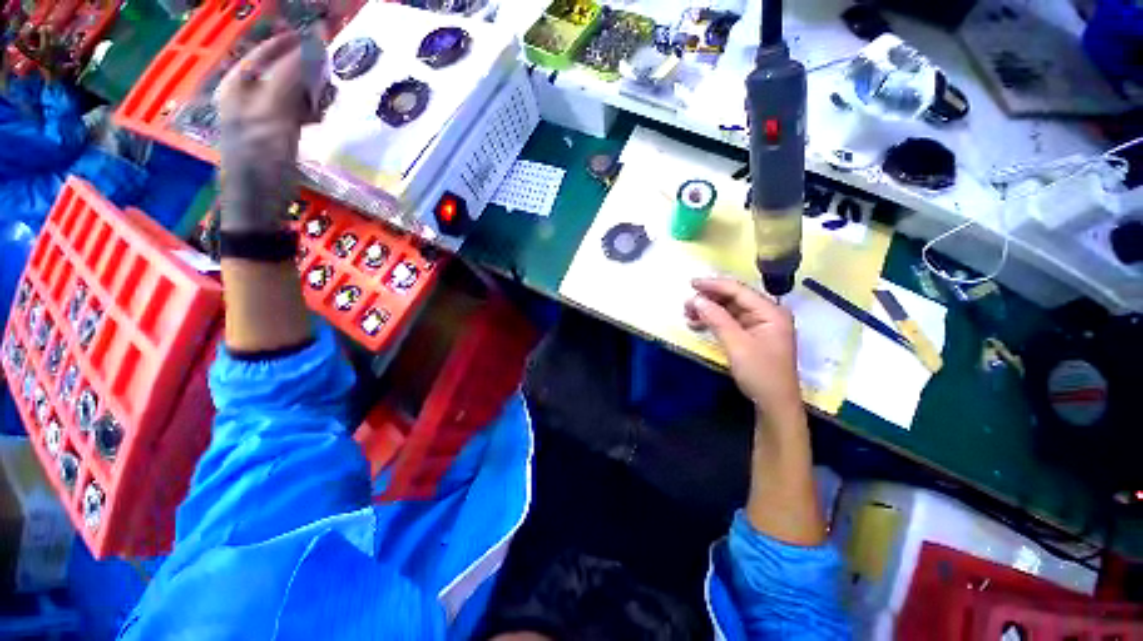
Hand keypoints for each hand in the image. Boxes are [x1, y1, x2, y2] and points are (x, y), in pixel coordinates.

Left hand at [216, 31, 321, 232]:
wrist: (259, 207)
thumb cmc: (260, 163)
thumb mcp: (273, 118)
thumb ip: (290, 81)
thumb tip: (312, 50)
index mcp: (237, 86)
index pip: (268, 53)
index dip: (294, 44)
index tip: (324, 38)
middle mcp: (246, 95)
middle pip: (281, 70)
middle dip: (307, 71)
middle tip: (329, 77)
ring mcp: (261, 116)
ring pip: (291, 91)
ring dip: (311, 93)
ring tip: (325, 102)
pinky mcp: (275, 134)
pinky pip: (296, 112)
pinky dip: (310, 112)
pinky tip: (319, 119)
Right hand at [685, 278, 802, 421]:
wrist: (774, 404)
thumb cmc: (760, 373)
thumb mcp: (737, 345)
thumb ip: (717, 319)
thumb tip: (696, 300)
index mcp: (770, 312)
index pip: (739, 291)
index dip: (714, 285)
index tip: (691, 284)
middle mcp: (767, 314)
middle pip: (734, 298)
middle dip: (709, 299)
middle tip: (686, 304)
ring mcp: (759, 325)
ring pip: (729, 310)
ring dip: (709, 310)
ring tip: (688, 314)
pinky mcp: (751, 336)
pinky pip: (729, 322)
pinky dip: (713, 321)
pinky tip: (698, 324)